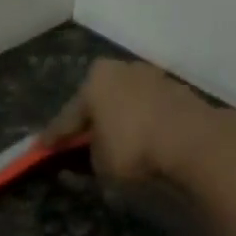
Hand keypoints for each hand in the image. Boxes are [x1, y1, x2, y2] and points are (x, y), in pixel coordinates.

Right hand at [39, 58, 235, 185]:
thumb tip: (80, 160)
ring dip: (117, 121)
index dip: (53, 137)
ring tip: (109, 142)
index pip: (67, 116)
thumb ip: (86, 159)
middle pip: (98, 101)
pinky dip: (139, 124)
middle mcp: (123, 70)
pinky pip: (148, 111)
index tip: (41, 148)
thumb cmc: (134, 150)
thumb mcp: (99, 165)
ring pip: (125, 103)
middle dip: (88, 121)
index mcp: (95, 81)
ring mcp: (154, 78)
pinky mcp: (179, 93)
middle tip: (76, 141)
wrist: (195, 144)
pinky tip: (137, 139)